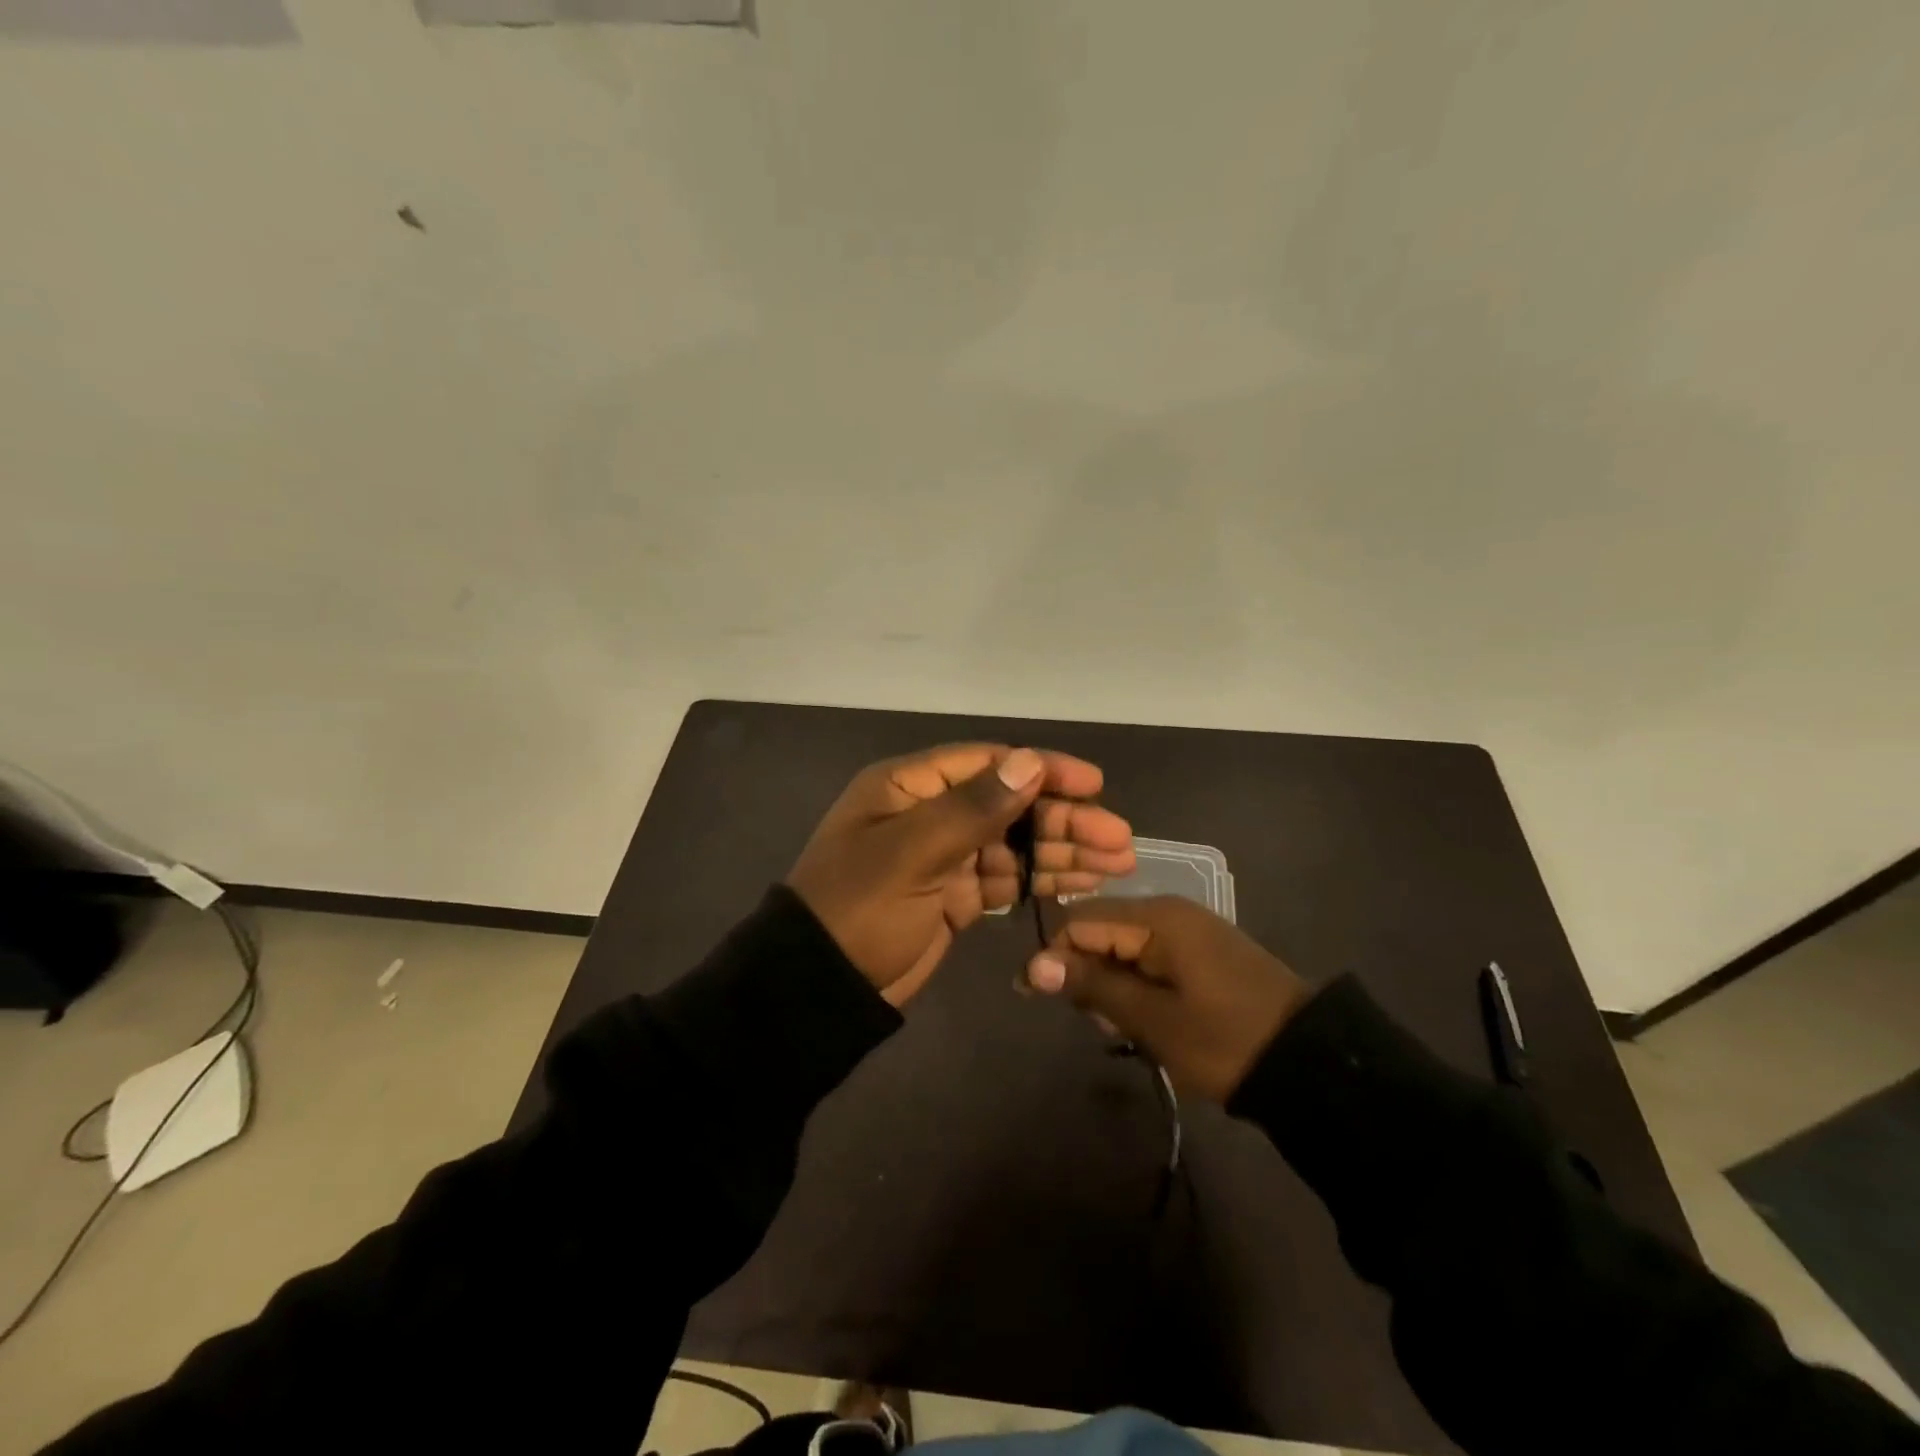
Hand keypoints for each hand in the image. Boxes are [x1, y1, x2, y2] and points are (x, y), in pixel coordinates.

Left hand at [788, 744, 1134, 1005]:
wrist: (818, 988)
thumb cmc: (859, 909)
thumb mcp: (911, 852)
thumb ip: (972, 808)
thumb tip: (1030, 762)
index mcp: (909, 787)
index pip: (988, 764)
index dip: (1042, 769)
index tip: (1093, 783)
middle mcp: (929, 813)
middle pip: (1009, 806)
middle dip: (1064, 820)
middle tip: (1119, 840)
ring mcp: (943, 857)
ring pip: (1014, 845)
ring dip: (1062, 852)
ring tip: (1117, 863)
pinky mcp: (953, 896)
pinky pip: (1005, 880)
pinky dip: (1040, 880)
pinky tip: (1081, 884)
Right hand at [1023, 896, 1310, 1101]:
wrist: (1311, 1063)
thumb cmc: (1225, 1040)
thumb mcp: (1152, 1018)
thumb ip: (1093, 985)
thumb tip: (1034, 966)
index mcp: (1157, 918)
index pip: (1080, 921)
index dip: (1053, 957)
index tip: (1036, 998)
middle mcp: (1169, 912)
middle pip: (1100, 930)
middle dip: (1086, 974)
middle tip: (1101, 1023)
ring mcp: (1188, 931)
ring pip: (1123, 948)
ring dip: (1112, 985)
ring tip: (1127, 1029)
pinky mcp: (1201, 952)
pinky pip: (1150, 959)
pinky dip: (1137, 986)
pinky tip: (1146, 1020)